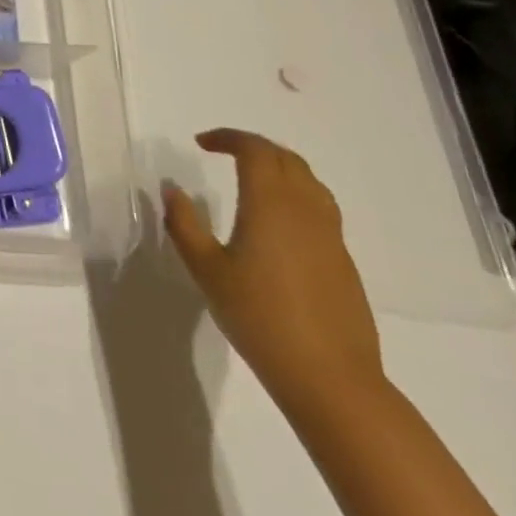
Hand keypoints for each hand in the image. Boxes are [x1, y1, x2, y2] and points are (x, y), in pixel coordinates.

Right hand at [164, 128, 384, 413]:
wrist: (329, 377)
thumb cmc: (259, 317)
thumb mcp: (206, 270)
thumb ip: (185, 224)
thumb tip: (172, 189)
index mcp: (270, 205)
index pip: (255, 151)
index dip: (228, 138)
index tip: (201, 142)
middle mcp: (305, 210)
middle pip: (285, 158)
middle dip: (253, 147)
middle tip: (223, 152)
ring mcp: (330, 235)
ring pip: (308, 181)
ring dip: (278, 167)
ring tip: (251, 177)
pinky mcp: (342, 259)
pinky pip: (319, 207)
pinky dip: (295, 193)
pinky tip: (277, 220)